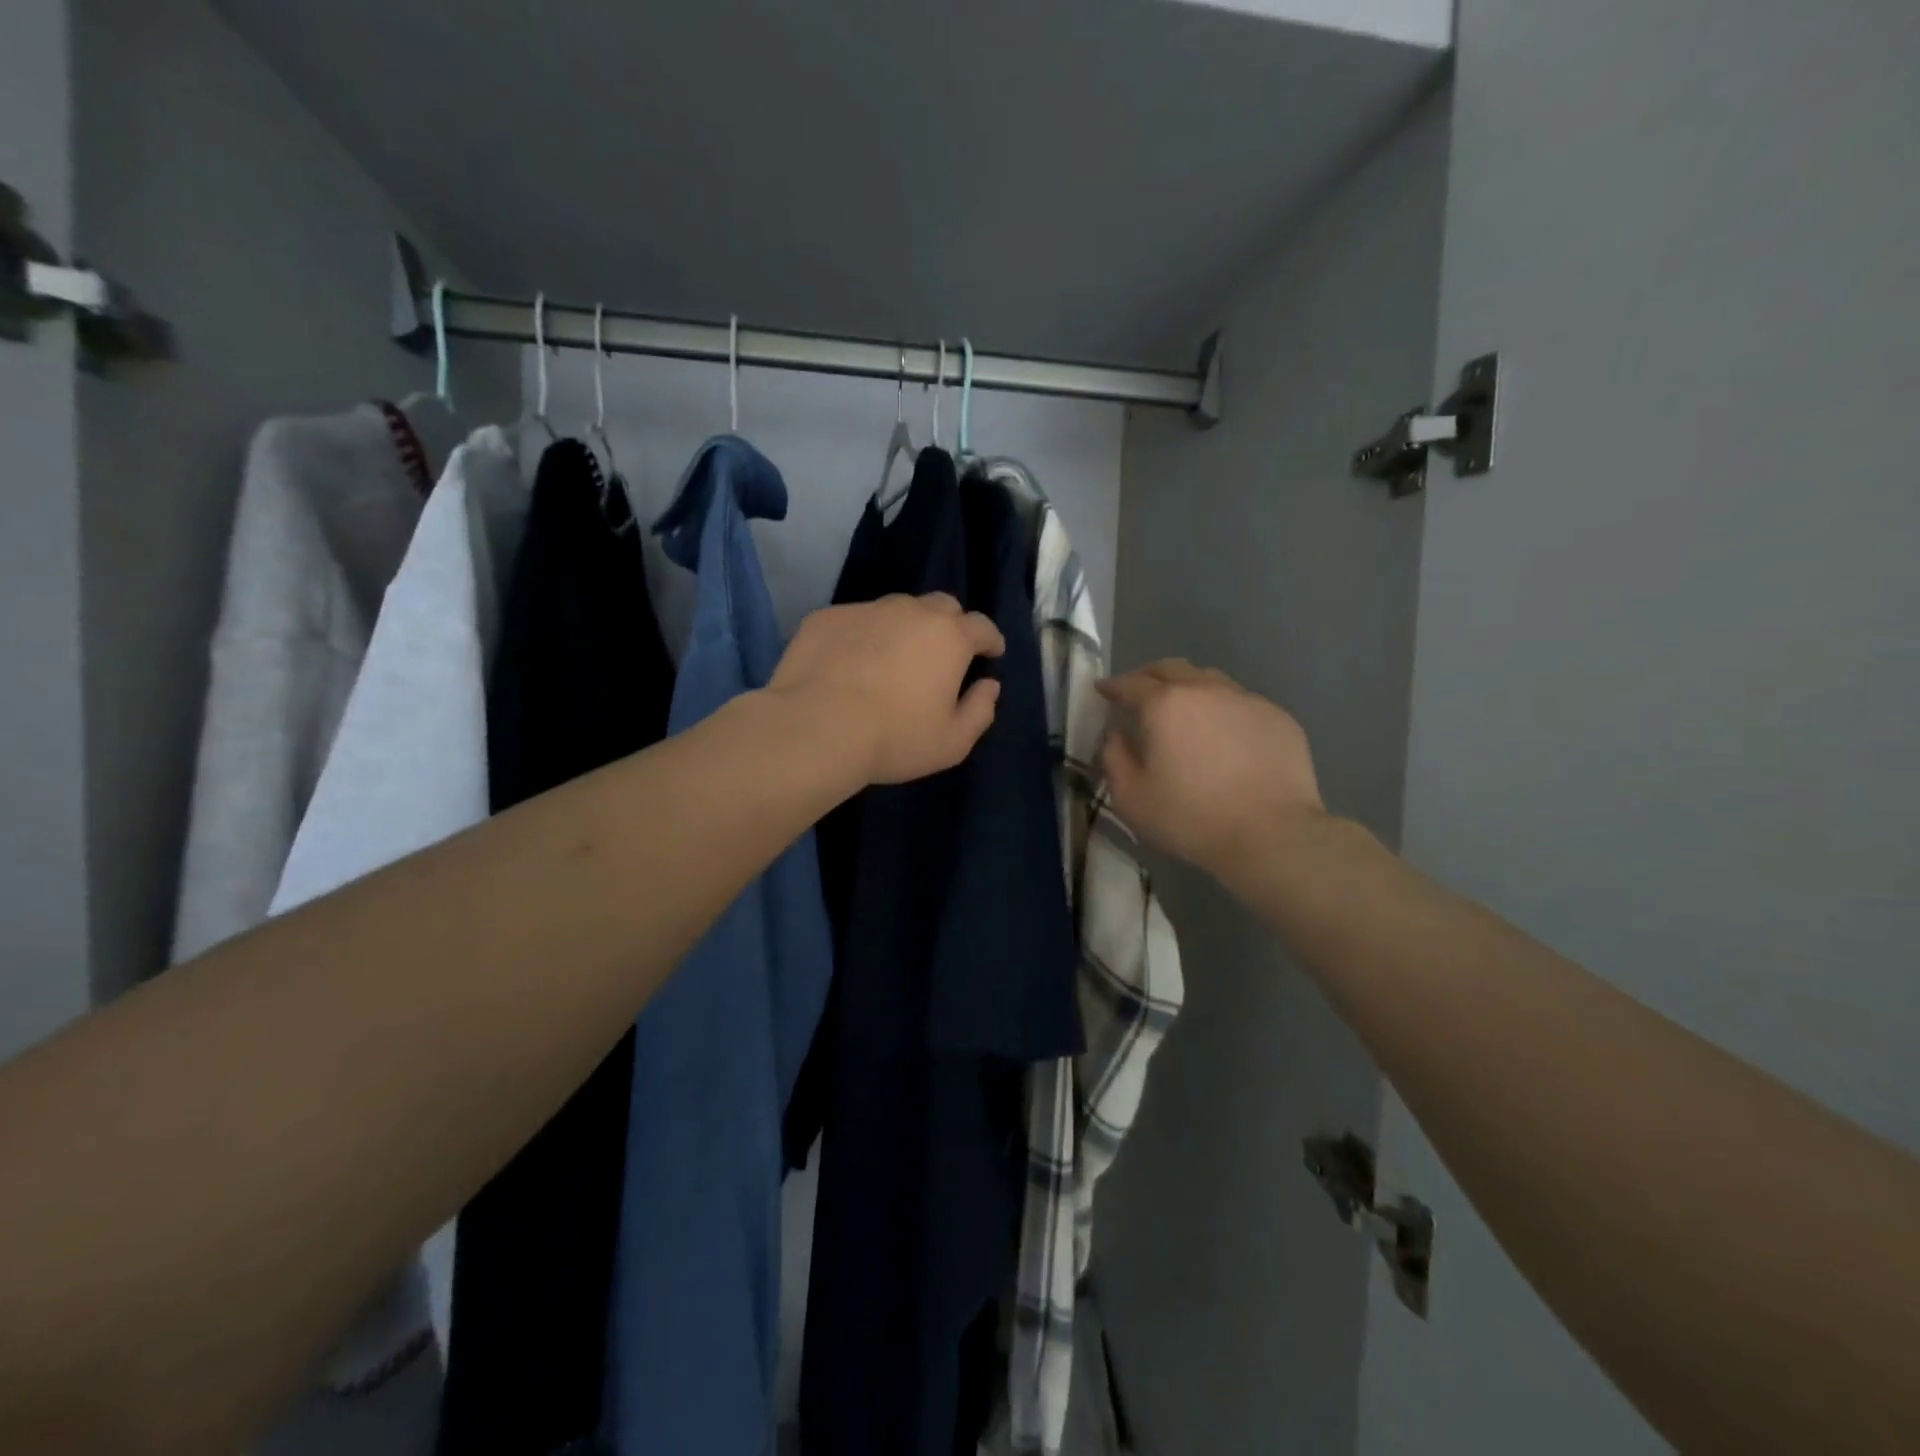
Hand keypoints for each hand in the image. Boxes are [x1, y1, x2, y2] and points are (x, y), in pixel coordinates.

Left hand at [771, 593, 1005, 784]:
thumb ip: (980, 711)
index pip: (982, 626)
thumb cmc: (894, 739)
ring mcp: (866, 610)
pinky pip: (855, 620)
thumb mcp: (952, 742)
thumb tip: (989, 686)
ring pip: (896, 609)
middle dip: (950, 625)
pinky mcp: (826, 617)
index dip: (990, 640)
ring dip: (904, 627)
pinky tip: (850, 663)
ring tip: (893, 657)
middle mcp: (911, 611)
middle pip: (942, 606)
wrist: (815, 728)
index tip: (991, 653)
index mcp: (949, 637)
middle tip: (943, 653)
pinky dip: (862, 636)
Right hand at [1097, 661, 1323, 877]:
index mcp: (1164, 705)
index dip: (1112, 686)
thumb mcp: (1131, 798)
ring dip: (1188, 688)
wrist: (1272, 835)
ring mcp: (1246, 699)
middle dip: (1148, 676)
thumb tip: (1116, 734)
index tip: (1103, 690)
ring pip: (1209, 679)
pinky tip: (1224, 735)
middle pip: (1170, 668)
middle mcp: (1204, 690)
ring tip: (1183, 710)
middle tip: (1139, 693)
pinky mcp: (1277, 716)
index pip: (1130, 683)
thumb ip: (1114, 757)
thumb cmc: (1191, 818)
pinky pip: (1240, 702)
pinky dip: (1222, 709)